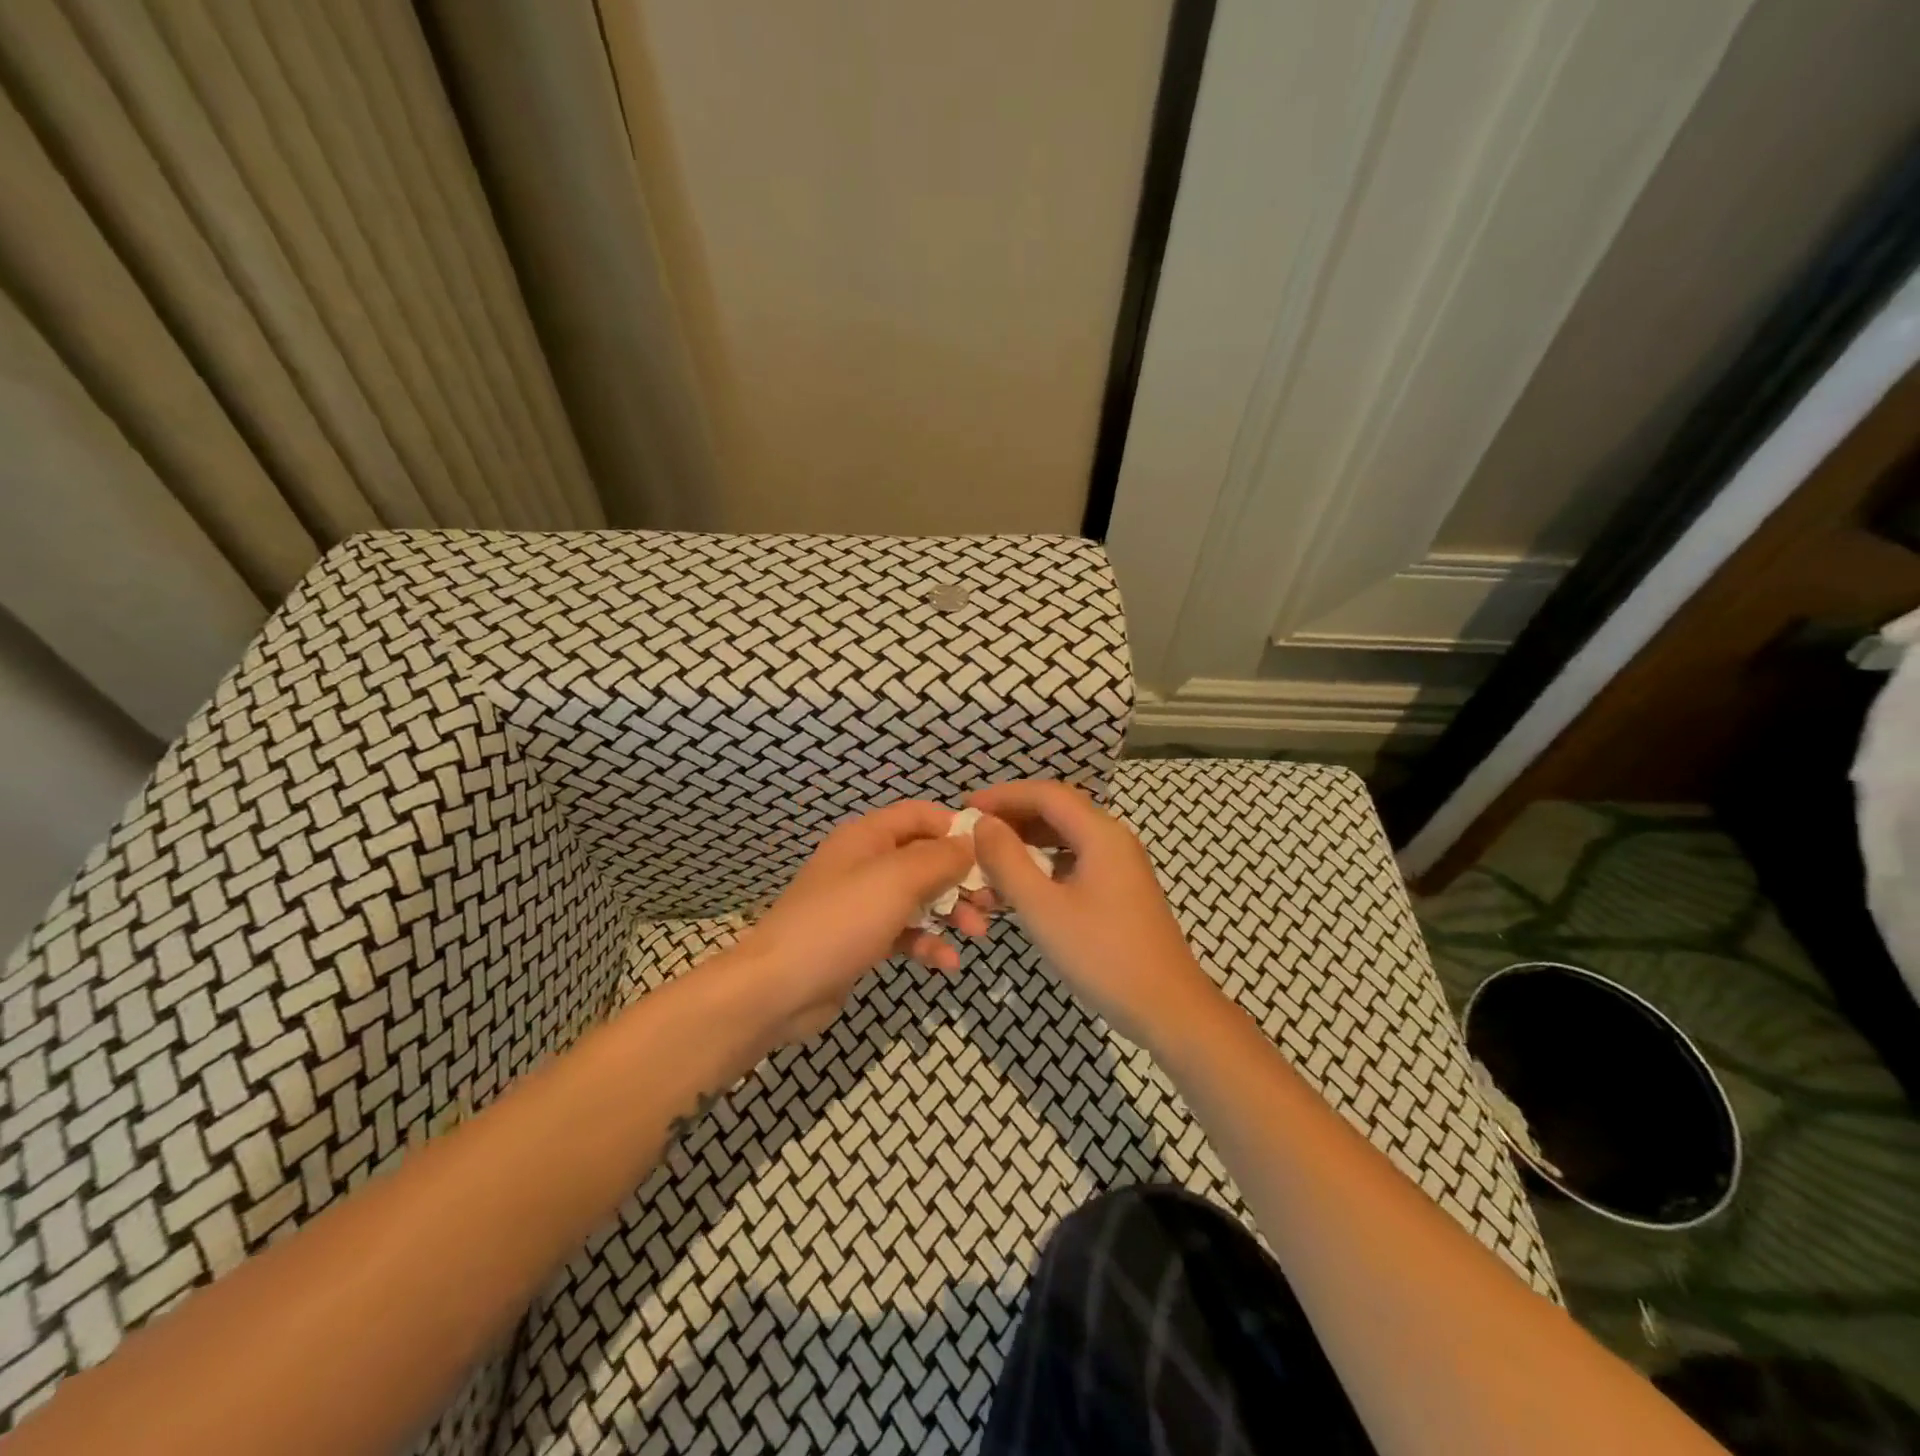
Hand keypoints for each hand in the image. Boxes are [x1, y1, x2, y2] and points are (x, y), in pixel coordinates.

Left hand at [734, 801, 989, 1043]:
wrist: (779, 988)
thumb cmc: (841, 921)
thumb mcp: (897, 880)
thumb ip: (940, 858)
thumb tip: (970, 844)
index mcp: (868, 836)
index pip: (921, 815)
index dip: (956, 828)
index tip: (992, 852)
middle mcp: (866, 862)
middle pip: (925, 858)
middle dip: (961, 878)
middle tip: (993, 901)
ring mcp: (863, 902)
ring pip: (920, 897)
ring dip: (951, 912)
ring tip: (977, 933)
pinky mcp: (862, 939)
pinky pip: (905, 932)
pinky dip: (928, 942)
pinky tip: (947, 962)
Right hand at [967, 780, 1221, 1047]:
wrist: (1168, 1009)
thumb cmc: (1102, 956)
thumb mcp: (1043, 908)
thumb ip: (1007, 861)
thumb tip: (983, 824)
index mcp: (1100, 833)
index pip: (1046, 794)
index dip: (1003, 795)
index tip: (965, 807)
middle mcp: (1113, 839)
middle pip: (1056, 811)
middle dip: (1012, 819)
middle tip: (972, 834)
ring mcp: (1119, 866)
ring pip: (1063, 839)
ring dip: (1024, 846)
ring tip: (987, 864)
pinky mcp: (1119, 891)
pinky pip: (1073, 863)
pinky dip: (1042, 868)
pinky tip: (1018, 889)